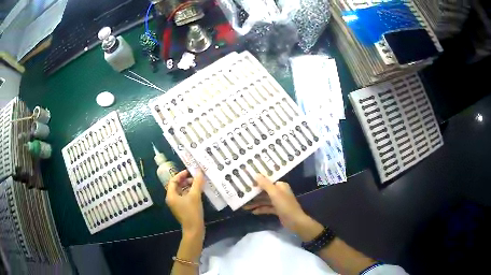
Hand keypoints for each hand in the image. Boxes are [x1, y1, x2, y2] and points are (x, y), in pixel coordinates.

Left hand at [165, 170, 204, 235]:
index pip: (173, 181)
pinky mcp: (183, 208)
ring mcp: (177, 204)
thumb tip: (199, 171)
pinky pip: (185, 197)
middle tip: (196, 178)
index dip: (181, 175)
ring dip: (189, 186)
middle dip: (186, 180)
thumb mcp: (195, 196)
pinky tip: (199, 192)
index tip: (190, 171)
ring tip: (199, 184)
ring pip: (182, 191)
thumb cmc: (192, 212)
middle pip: (177, 186)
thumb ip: (197, 183)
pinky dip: (191, 192)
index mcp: (171, 195)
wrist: (194, 229)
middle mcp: (172, 199)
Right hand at [243, 174, 308, 231]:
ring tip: (244, 206)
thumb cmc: (285, 205)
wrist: (295, 221)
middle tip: (242, 194)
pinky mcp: (277, 210)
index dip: (257, 181)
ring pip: (264, 200)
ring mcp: (278, 202)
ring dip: (256, 203)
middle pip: (264, 191)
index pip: (267, 181)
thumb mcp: (274, 194)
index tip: (247, 180)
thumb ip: (265, 184)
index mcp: (280, 186)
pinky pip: (267, 208)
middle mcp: (279, 192)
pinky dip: (260, 209)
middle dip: (254, 194)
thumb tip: (256, 174)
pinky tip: (252, 211)